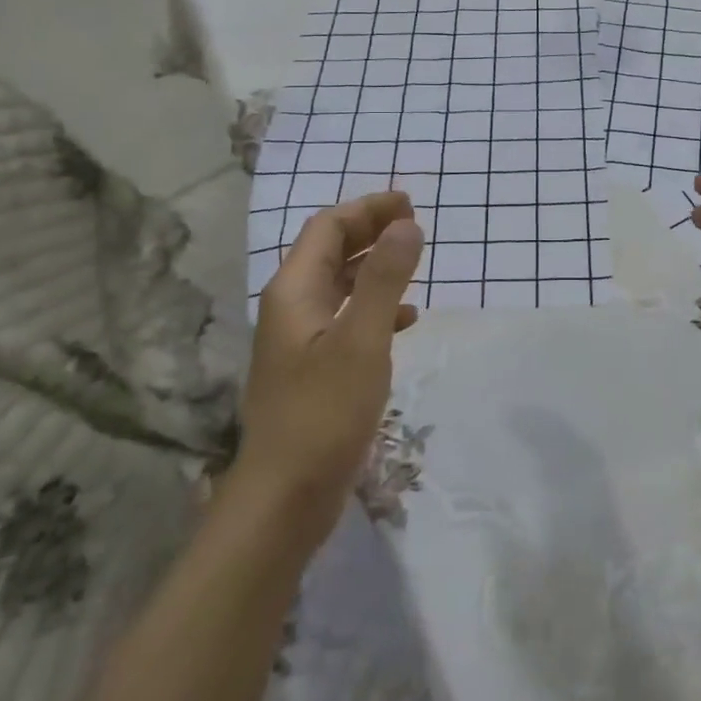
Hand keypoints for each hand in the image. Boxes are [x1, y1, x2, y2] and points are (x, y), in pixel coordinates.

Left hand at [234, 191, 423, 550]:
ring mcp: (301, 340)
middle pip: (331, 250)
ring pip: (340, 284)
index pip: (328, 227)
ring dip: (375, 266)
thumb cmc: (323, 412)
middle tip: (415, 223)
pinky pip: (347, 318)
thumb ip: (385, 279)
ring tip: (414, 261)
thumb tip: (407, 224)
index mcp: (295, 291)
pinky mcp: (314, 368)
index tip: (410, 204)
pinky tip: (406, 318)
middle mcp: (292, 307)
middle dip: (371, 230)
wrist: (285, 497)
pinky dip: (376, 306)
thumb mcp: (363, 339)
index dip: (368, 208)